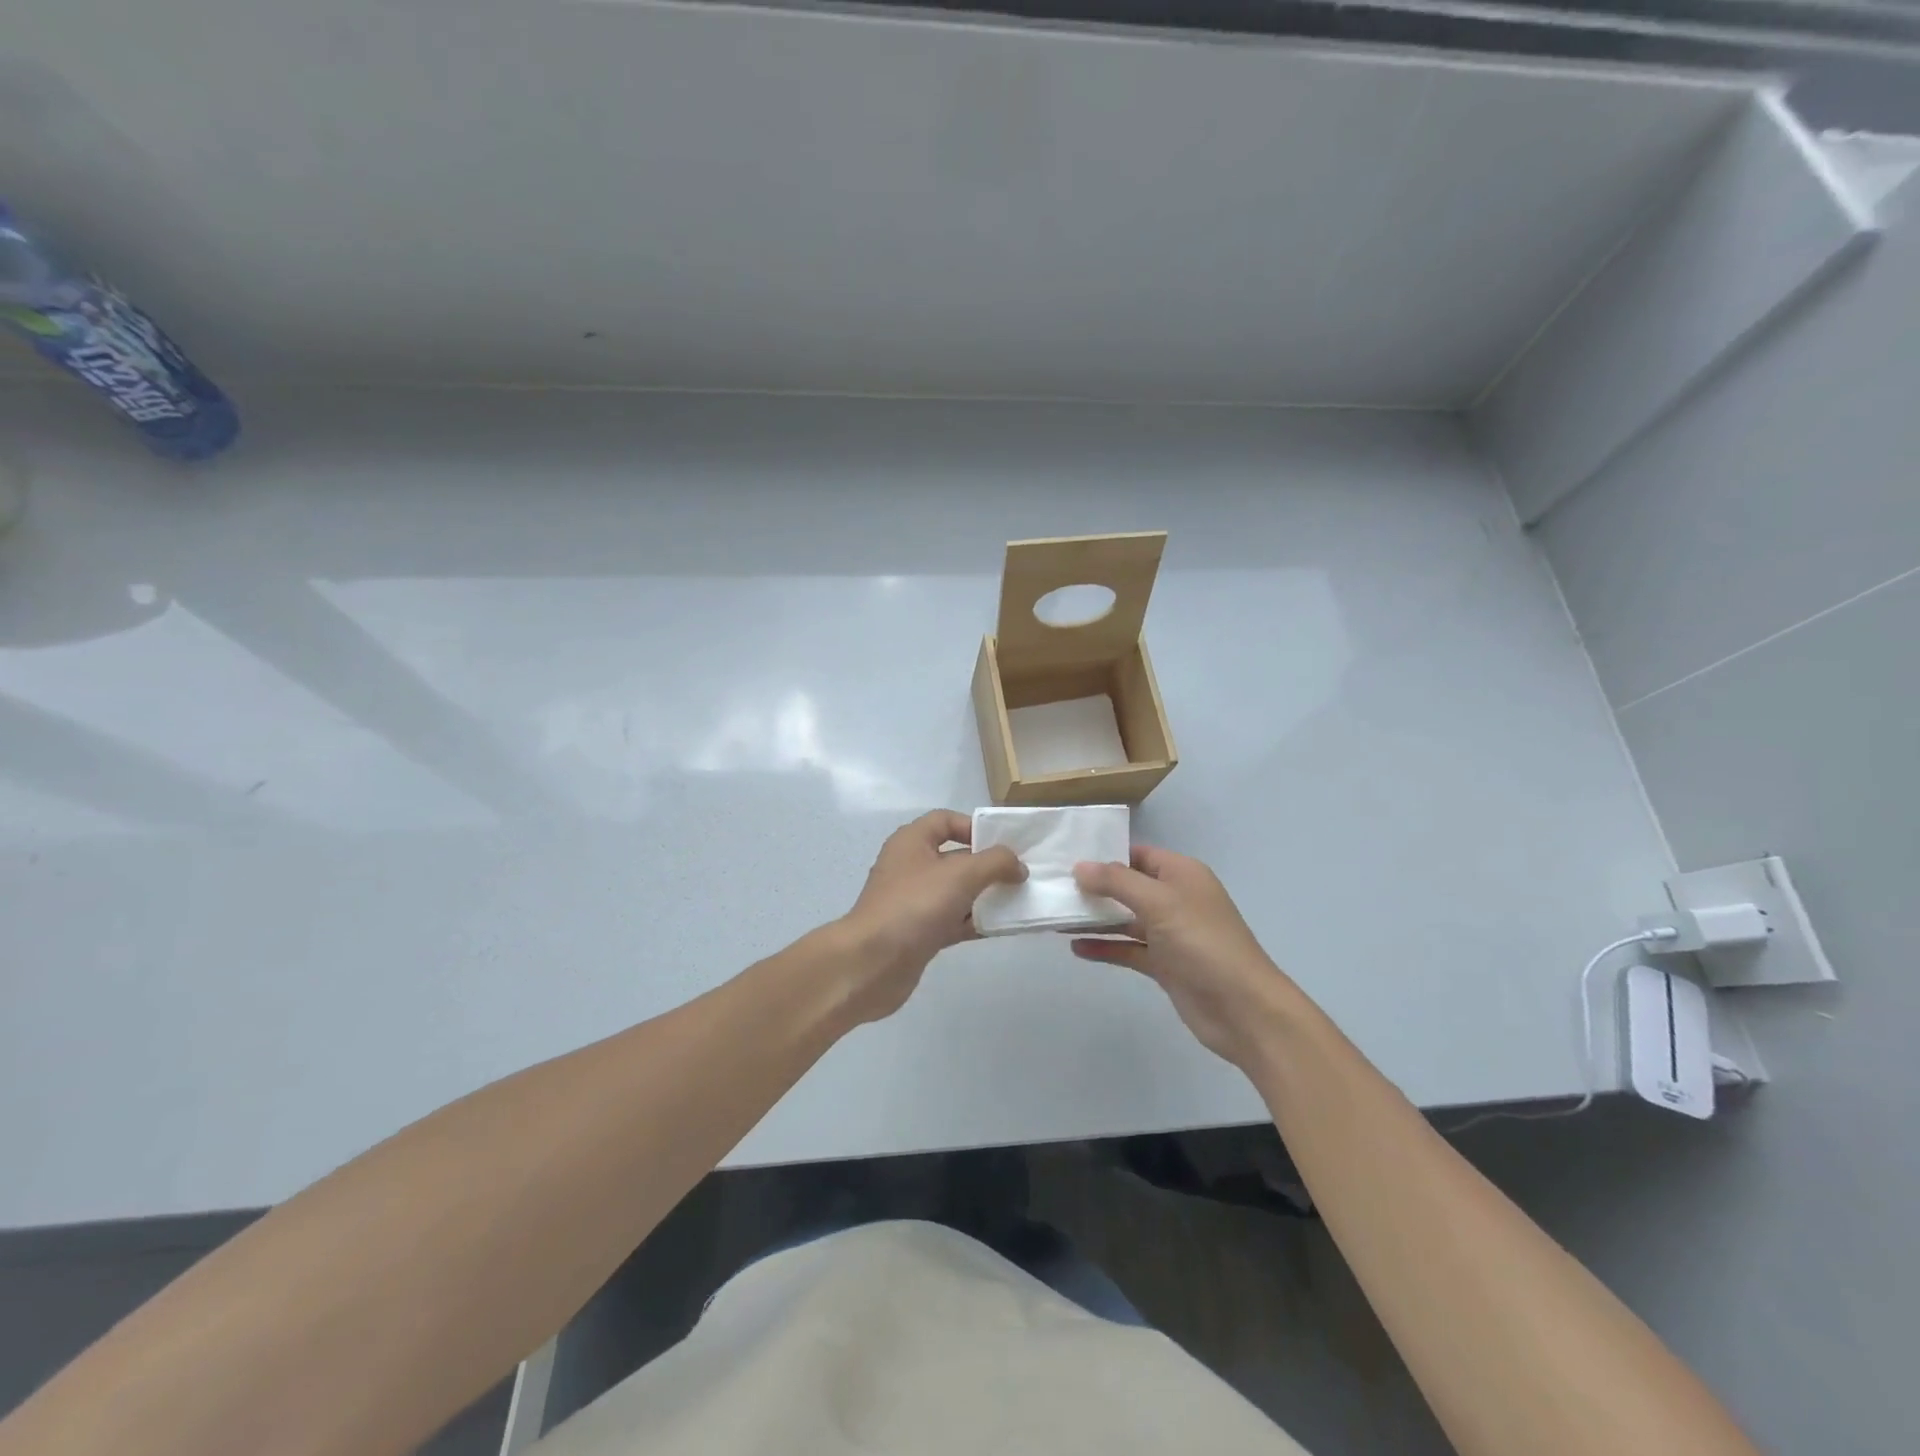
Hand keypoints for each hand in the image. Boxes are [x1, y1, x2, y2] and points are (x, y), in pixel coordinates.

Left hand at [836, 810, 1026, 1023]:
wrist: (872, 963)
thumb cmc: (915, 905)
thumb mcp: (961, 874)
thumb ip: (996, 863)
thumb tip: (1018, 866)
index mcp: (912, 841)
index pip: (946, 821)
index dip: (975, 827)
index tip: (1003, 845)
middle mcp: (911, 866)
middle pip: (956, 857)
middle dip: (987, 865)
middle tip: (1020, 876)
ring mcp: (913, 901)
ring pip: (957, 891)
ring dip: (985, 896)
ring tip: (1019, 902)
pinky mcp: (918, 932)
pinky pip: (953, 920)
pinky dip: (975, 922)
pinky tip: (1001, 928)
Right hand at [1071, 845, 1303, 1069]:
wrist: (1243, 1009)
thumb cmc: (1203, 943)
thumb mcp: (1159, 902)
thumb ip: (1116, 881)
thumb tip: (1079, 866)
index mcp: (1181, 874)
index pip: (1137, 854)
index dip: (1105, 854)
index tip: (1066, 858)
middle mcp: (1176, 899)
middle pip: (1128, 886)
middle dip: (1094, 888)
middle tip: (1054, 888)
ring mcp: (1170, 933)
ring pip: (1125, 919)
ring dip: (1095, 919)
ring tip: (1057, 917)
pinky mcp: (1165, 965)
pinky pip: (1128, 949)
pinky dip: (1105, 947)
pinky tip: (1076, 948)